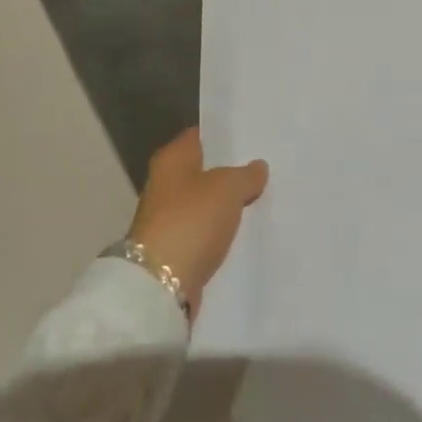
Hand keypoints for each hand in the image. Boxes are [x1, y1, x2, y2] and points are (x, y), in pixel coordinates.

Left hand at [128, 127, 267, 318]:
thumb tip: (258, 167)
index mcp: (171, 158)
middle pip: (202, 170)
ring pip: (203, 202)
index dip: (223, 136)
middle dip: (228, 170)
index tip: (250, 137)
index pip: (199, 136)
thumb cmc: (191, 220)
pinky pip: (202, 230)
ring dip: (224, 203)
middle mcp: (163, 183)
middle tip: (262, 168)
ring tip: (259, 198)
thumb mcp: (227, 188)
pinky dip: (218, 230)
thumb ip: (246, 175)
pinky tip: (242, 230)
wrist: (160, 285)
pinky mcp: (172, 249)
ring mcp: (166, 217)